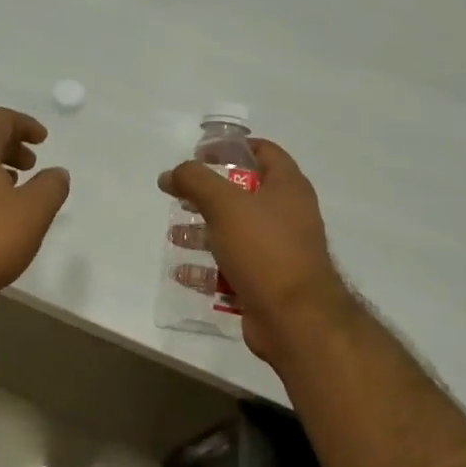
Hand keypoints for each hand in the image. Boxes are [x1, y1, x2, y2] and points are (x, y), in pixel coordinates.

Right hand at [158, 139, 356, 363]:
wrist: (295, 318)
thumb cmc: (264, 249)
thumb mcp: (225, 205)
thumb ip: (195, 182)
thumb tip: (170, 174)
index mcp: (288, 187)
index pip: (264, 151)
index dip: (232, 148)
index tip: (200, 155)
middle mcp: (288, 215)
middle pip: (244, 194)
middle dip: (209, 195)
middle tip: (180, 198)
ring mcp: (279, 250)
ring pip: (236, 233)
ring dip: (205, 233)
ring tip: (176, 237)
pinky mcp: (268, 281)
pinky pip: (234, 267)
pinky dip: (210, 268)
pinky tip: (183, 274)